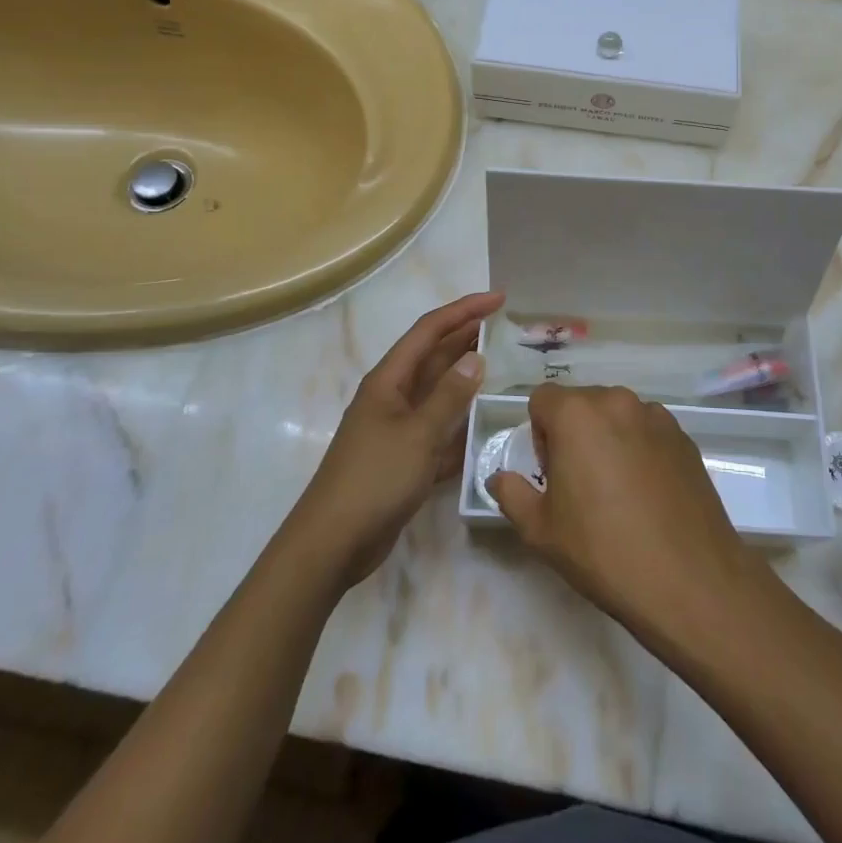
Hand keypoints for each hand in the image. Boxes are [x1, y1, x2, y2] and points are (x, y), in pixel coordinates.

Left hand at [290, 290, 503, 589]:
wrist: (333, 543)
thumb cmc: (374, 479)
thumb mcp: (418, 434)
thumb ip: (449, 396)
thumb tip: (476, 358)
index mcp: (389, 380)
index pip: (430, 330)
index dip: (464, 310)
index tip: (498, 299)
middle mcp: (393, 396)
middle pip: (434, 356)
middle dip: (468, 337)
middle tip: (508, 327)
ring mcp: (398, 427)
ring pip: (439, 392)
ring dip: (468, 379)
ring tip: (506, 367)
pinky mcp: (405, 457)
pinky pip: (440, 428)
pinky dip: (461, 421)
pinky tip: (487, 423)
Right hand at [489, 384, 764, 644]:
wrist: (689, 580)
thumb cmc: (604, 552)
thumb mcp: (541, 531)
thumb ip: (511, 493)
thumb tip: (499, 477)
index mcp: (577, 414)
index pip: (542, 398)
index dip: (539, 433)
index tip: (550, 472)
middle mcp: (617, 401)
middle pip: (581, 403)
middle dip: (572, 433)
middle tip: (580, 483)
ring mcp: (656, 416)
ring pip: (616, 415)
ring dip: (608, 438)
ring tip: (617, 490)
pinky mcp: (684, 436)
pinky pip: (647, 430)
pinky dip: (639, 448)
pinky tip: (647, 493)